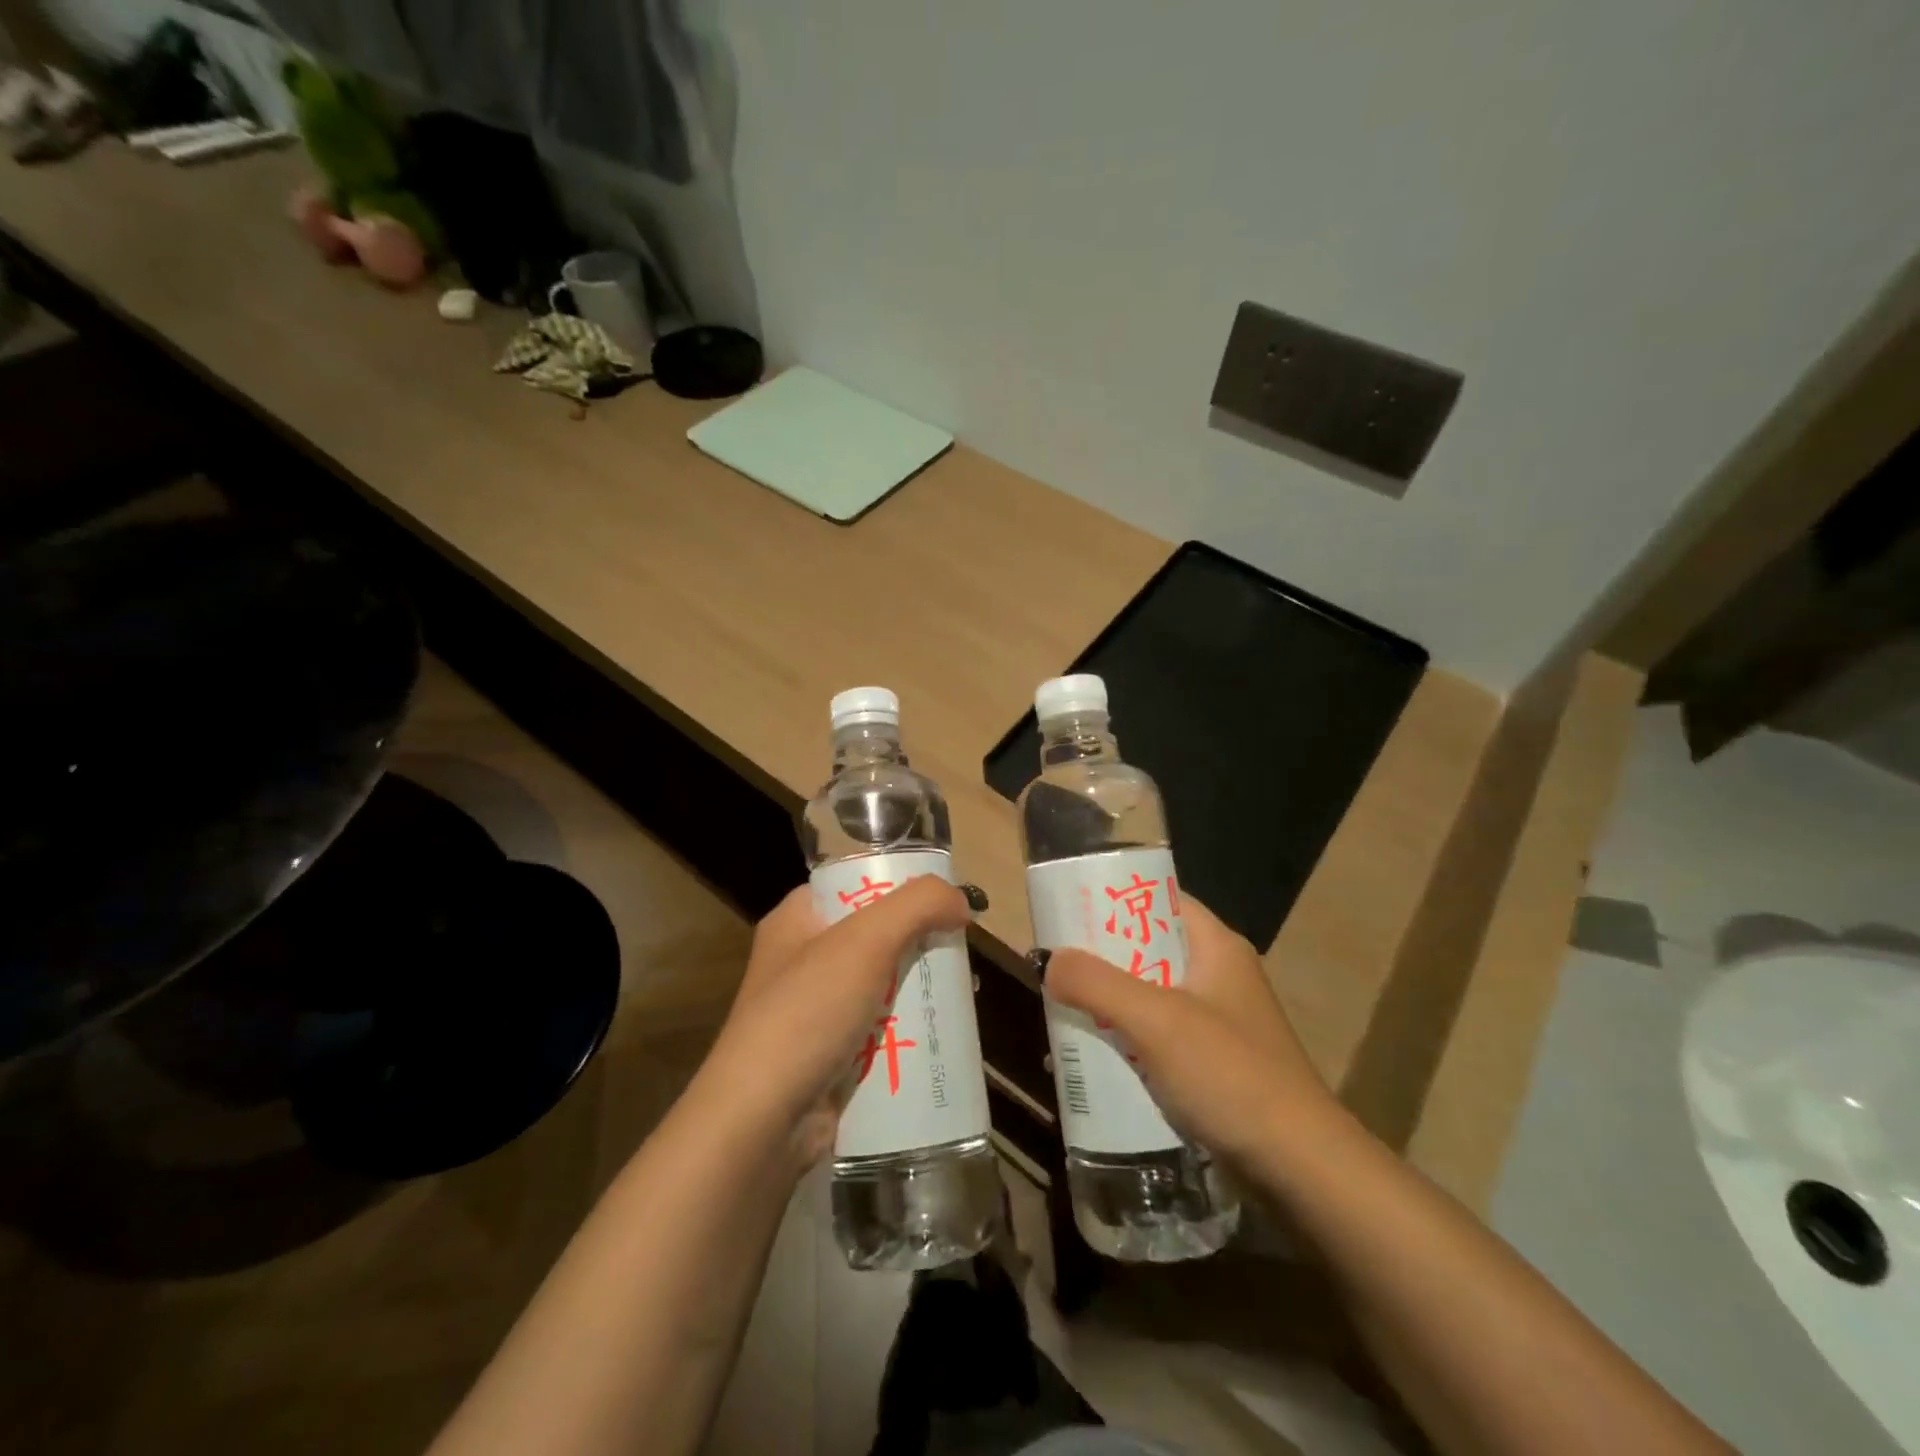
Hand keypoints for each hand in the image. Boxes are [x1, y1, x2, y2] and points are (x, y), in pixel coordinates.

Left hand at [697, 877, 972, 1168]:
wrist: (761, 1123)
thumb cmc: (807, 1013)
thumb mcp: (865, 940)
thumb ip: (918, 905)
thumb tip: (961, 901)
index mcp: (797, 920)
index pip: (853, 884)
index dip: (899, 884)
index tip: (944, 898)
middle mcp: (803, 959)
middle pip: (877, 934)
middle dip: (921, 940)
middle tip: (962, 950)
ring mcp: (816, 1010)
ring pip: (883, 983)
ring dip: (922, 986)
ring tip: (966, 991)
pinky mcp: (831, 1054)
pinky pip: (881, 1029)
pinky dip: (911, 1029)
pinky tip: (944, 1031)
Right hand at [1042, 895, 1337, 1165]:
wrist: (1302, 1168)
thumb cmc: (1230, 1074)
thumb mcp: (1156, 1020)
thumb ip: (1098, 984)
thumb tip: (1049, 961)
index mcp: (1216, 947)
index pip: (1160, 900)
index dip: (1114, 900)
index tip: (1068, 909)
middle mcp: (1219, 976)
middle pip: (1148, 949)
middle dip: (1101, 958)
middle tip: (1055, 965)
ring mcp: (1219, 1023)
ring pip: (1149, 996)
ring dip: (1108, 1003)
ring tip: (1061, 1010)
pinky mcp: (1214, 1065)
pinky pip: (1158, 1038)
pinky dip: (1126, 1041)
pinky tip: (1093, 1059)